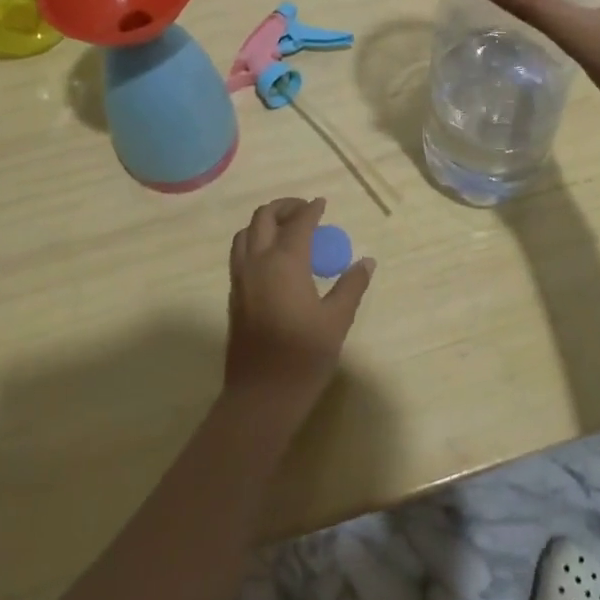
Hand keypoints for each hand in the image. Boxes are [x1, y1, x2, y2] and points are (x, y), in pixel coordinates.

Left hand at [224, 197, 374, 426]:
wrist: (261, 396)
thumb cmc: (303, 356)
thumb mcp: (336, 320)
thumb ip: (351, 286)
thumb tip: (366, 261)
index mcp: (284, 262)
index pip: (298, 222)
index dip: (311, 209)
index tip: (323, 204)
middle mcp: (257, 262)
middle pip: (264, 218)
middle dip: (284, 207)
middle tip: (305, 211)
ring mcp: (240, 278)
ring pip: (245, 233)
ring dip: (265, 223)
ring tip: (286, 229)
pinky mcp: (233, 295)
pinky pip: (240, 253)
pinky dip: (255, 242)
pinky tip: (273, 258)